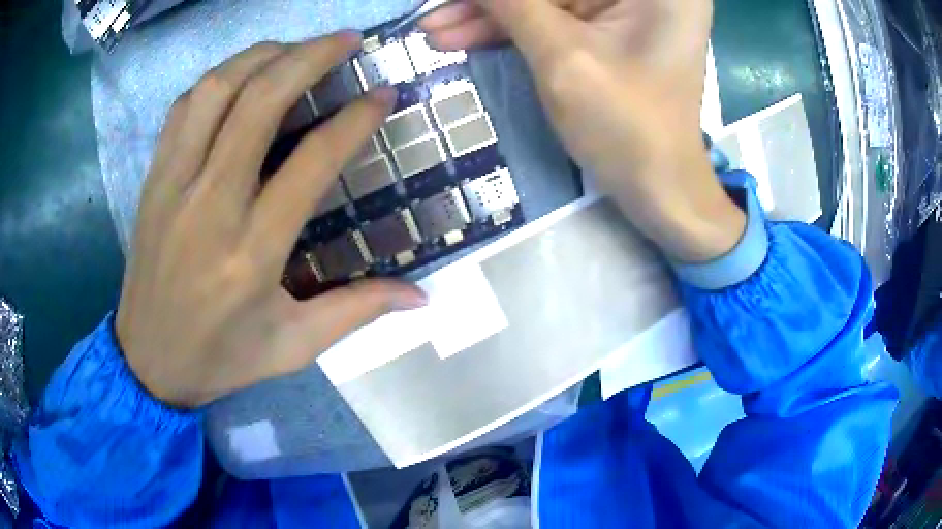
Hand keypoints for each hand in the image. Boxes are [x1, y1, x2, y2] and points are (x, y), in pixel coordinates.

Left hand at [116, 34, 426, 408]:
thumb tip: (422, 296)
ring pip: (216, 91)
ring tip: (294, 49)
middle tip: (345, 40)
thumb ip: (357, 312)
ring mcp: (174, 185)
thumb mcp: (293, 347)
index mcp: (252, 252)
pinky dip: (217, 79)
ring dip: (260, 56)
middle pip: (259, 102)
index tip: (384, 93)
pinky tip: (240, 77)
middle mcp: (210, 206)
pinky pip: (184, 108)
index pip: (312, 162)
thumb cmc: (221, 358)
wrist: (147, 361)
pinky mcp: (153, 179)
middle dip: (309, 57)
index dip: (355, 119)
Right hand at [422, 0, 744, 262]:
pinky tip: (464, 35)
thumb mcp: (562, 56)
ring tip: (434, 30)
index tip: (449, 0)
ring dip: (491, 16)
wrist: (658, 189)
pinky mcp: (611, 31)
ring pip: (547, 2)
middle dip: (490, 3)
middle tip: (434, 12)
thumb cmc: (624, 125)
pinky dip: (512, 29)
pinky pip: (554, 20)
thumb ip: (510, 3)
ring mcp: (628, 10)